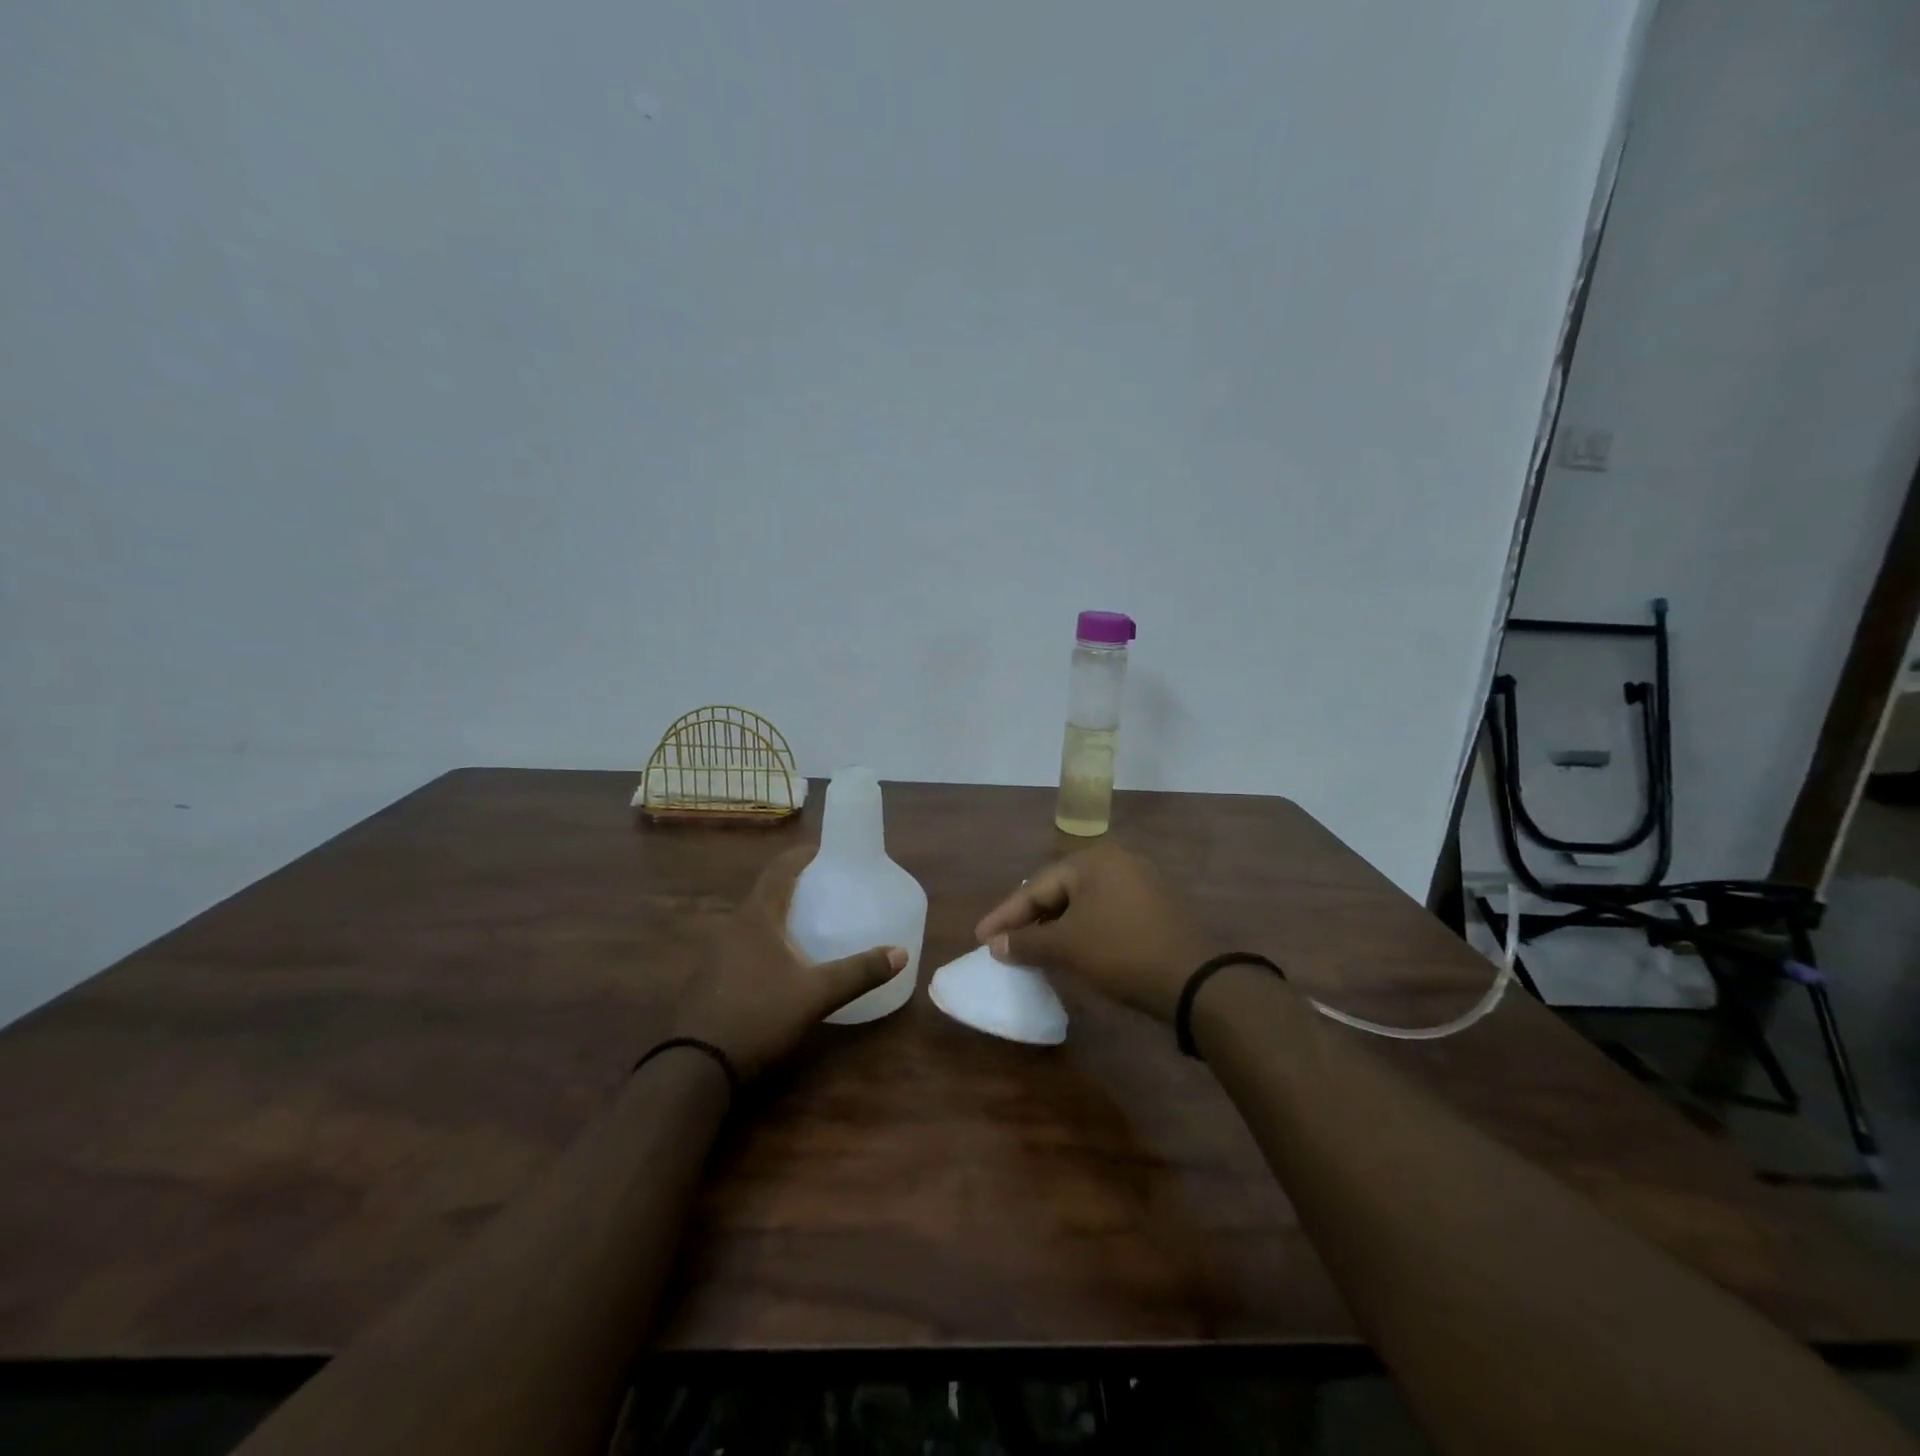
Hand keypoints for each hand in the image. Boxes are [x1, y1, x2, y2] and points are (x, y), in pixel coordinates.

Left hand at [668, 846, 905, 1079]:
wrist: (696, 1067)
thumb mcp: (816, 994)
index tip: (824, 852)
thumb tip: (900, 952)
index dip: (801, 856)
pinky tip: (781, 964)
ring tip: (808, 924)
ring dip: (778, 916)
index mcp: (755, 917)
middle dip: (794, 887)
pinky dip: (766, 943)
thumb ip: (858, 972)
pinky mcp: (710, 980)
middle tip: (825, 889)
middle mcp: (732, 927)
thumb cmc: (759, 1015)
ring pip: (752, 922)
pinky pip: (743, 946)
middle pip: (765, 893)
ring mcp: (715, 954)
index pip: (779, 870)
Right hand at [973, 843, 1212, 1023]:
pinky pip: (1103, 912)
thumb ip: (1026, 943)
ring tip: (1029, 948)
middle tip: (1002, 942)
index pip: (1035, 887)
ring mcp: (1138, 882)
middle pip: (1058, 891)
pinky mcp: (1153, 906)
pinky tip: (1068, 949)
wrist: (1194, 980)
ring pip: (1081, 903)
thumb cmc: (1121, 952)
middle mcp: (1116, 861)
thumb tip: (995, 946)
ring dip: (1054, 927)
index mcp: (1092, 860)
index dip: (1005, 915)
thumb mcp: (1067, 947)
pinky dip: (1081, 929)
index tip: (980, 938)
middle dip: (1028, 919)